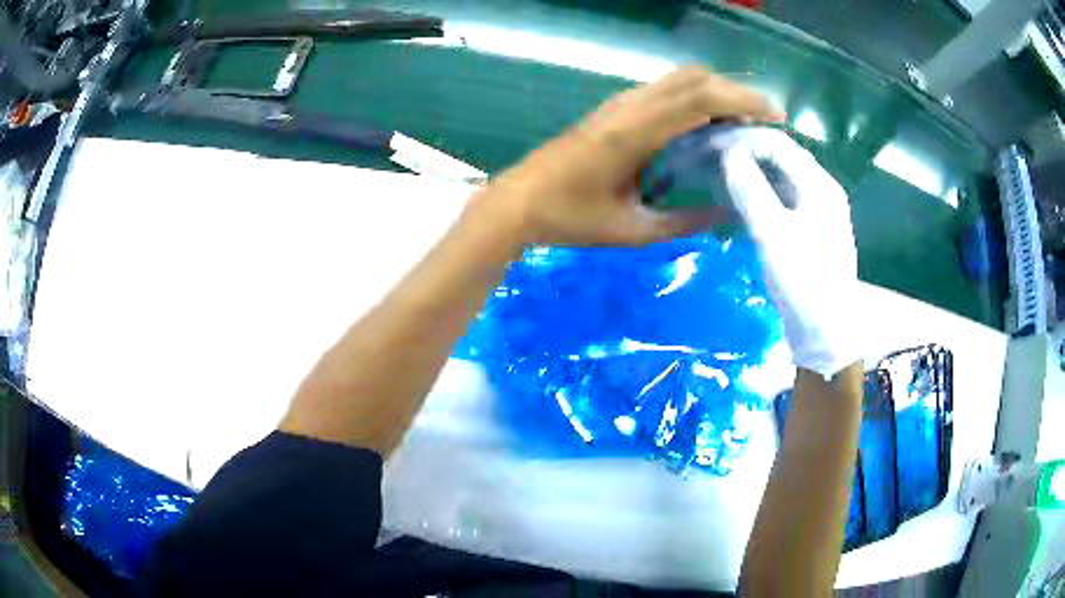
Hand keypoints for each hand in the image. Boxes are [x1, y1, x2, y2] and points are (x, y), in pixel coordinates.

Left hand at [471, 65, 784, 246]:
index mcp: (636, 133)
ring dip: (714, 92)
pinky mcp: (614, 109)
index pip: (701, 98)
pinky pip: (663, 90)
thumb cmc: (570, 219)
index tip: (775, 116)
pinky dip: (693, 97)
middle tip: (763, 121)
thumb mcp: (632, 230)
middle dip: (735, 92)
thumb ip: (683, 223)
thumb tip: (724, 216)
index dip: (743, 100)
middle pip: (693, 77)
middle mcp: (630, 107)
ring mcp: (620, 104)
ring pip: (678, 79)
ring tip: (741, 122)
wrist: (518, 201)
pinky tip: (704, 123)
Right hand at [719, 127, 859, 377]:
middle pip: (782, 157)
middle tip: (711, 154)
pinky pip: (783, 199)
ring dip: (752, 170)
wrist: (827, 334)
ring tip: (720, 171)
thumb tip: (728, 154)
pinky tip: (741, 199)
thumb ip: (751, 190)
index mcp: (820, 186)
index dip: (743, 139)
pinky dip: (760, 192)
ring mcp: (818, 212)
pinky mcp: (811, 232)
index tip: (709, 143)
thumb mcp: (773, 234)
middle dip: (746, 150)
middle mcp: (823, 192)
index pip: (779, 144)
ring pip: (781, 178)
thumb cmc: (804, 282)